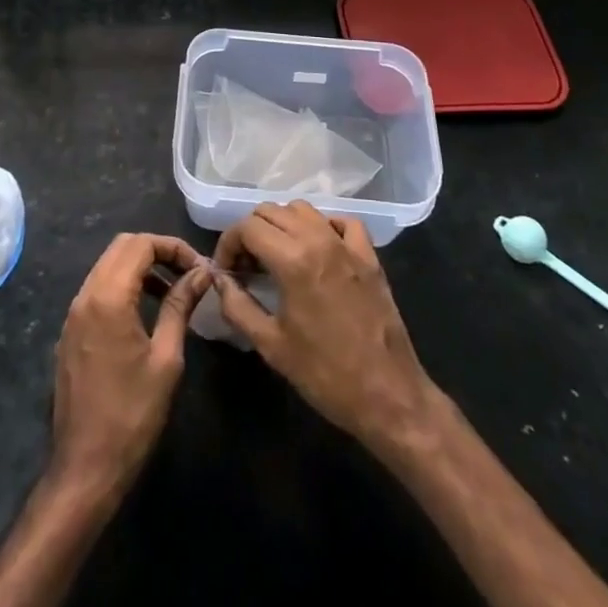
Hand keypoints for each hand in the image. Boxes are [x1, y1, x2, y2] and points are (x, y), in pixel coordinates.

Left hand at [51, 233, 209, 495]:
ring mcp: (73, 312)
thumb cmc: (132, 414)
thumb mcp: (166, 358)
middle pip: (122, 247)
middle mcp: (85, 295)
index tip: (199, 267)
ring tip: (172, 290)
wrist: (85, 467)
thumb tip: (201, 273)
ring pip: (108, 265)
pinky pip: (98, 289)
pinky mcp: (70, 330)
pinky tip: (145, 311)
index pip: (141, 244)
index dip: (173, 247)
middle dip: (156, 250)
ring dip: (140, 267)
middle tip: (187, 272)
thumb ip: (180, 306)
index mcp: (108, 297)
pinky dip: (123, 285)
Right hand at [213, 201, 439, 454]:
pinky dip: (323, 227)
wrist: (388, 396)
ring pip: (304, 210)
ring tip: (276, 257)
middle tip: (246, 266)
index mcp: (293, 260)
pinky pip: (341, 222)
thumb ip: (237, 306)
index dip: (228, 244)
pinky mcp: (369, 256)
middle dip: (250, 233)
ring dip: (282, 225)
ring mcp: (348, 245)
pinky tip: (317, 250)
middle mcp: (319, 240)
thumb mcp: (271, 346)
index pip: (247, 227)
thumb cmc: (325, 375)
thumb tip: (219, 280)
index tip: (226, 271)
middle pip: (271, 211)